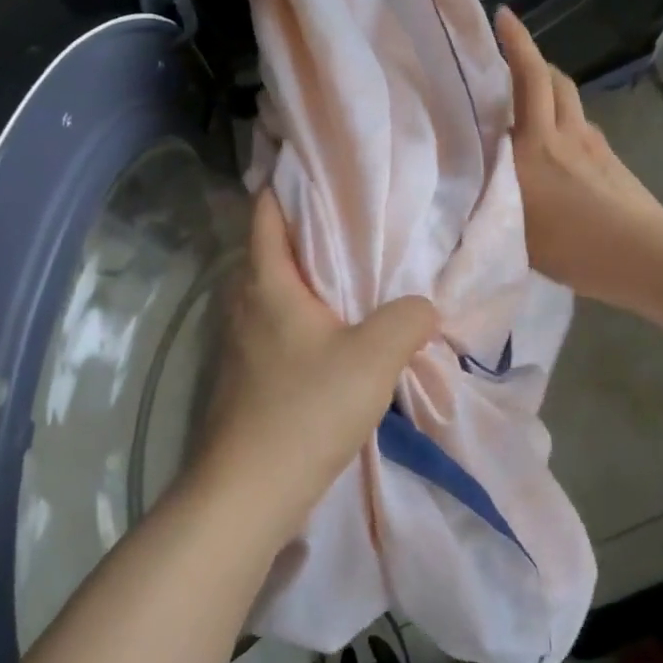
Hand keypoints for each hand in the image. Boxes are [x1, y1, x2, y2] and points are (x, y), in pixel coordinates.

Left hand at [189, 191, 436, 541]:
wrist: (248, 493)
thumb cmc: (306, 409)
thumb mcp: (374, 357)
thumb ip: (407, 319)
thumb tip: (422, 306)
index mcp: (268, 283)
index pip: (266, 213)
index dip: (285, 185)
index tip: (318, 169)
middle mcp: (245, 305)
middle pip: (272, 251)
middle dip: (309, 233)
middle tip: (356, 223)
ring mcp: (240, 344)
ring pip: (277, 294)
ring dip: (309, 282)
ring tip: (355, 276)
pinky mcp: (247, 378)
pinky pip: (279, 329)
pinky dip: (306, 320)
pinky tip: (338, 337)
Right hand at [495, 6, 662, 304]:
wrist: (640, 254)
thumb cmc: (570, 247)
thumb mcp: (512, 231)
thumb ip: (489, 203)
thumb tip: (469, 193)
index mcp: (532, 147)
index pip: (525, 81)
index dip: (515, 45)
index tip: (504, 15)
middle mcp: (562, 135)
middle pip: (551, 79)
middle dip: (530, 57)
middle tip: (511, 54)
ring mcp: (592, 145)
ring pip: (570, 99)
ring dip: (550, 85)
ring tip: (532, 95)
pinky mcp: (611, 160)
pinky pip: (583, 124)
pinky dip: (567, 118)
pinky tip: (560, 142)